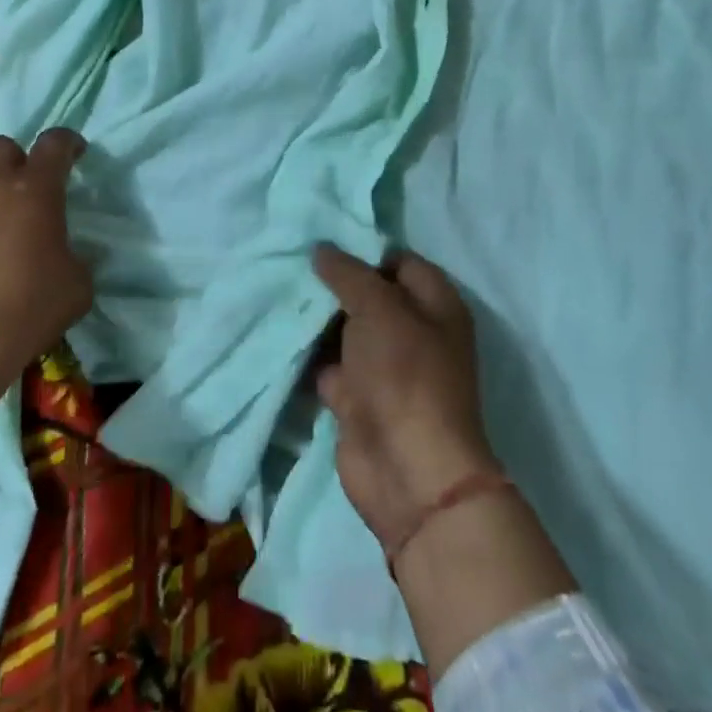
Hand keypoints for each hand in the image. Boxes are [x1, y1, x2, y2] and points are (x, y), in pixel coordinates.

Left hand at [0, 129, 91, 453]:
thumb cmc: (27, 309)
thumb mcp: (77, 286)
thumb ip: (76, 257)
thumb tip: (65, 255)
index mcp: (35, 190)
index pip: (55, 143)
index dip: (68, 142)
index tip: (76, 153)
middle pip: (4, 147)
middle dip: (20, 158)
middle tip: (31, 187)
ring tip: (0, 224)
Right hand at [313, 245, 575, 678]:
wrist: (407, 472)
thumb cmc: (405, 375)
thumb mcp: (380, 308)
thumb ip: (349, 273)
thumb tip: (322, 249)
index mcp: (435, 305)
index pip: (399, 261)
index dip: (364, 249)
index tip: (321, 239)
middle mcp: (413, 332)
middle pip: (369, 295)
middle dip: (332, 281)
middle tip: (289, 259)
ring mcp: (384, 368)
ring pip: (345, 330)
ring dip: (315, 316)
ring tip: (275, 286)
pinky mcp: (357, 398)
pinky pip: (328, 363)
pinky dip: (306, 352)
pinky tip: (276, 329)